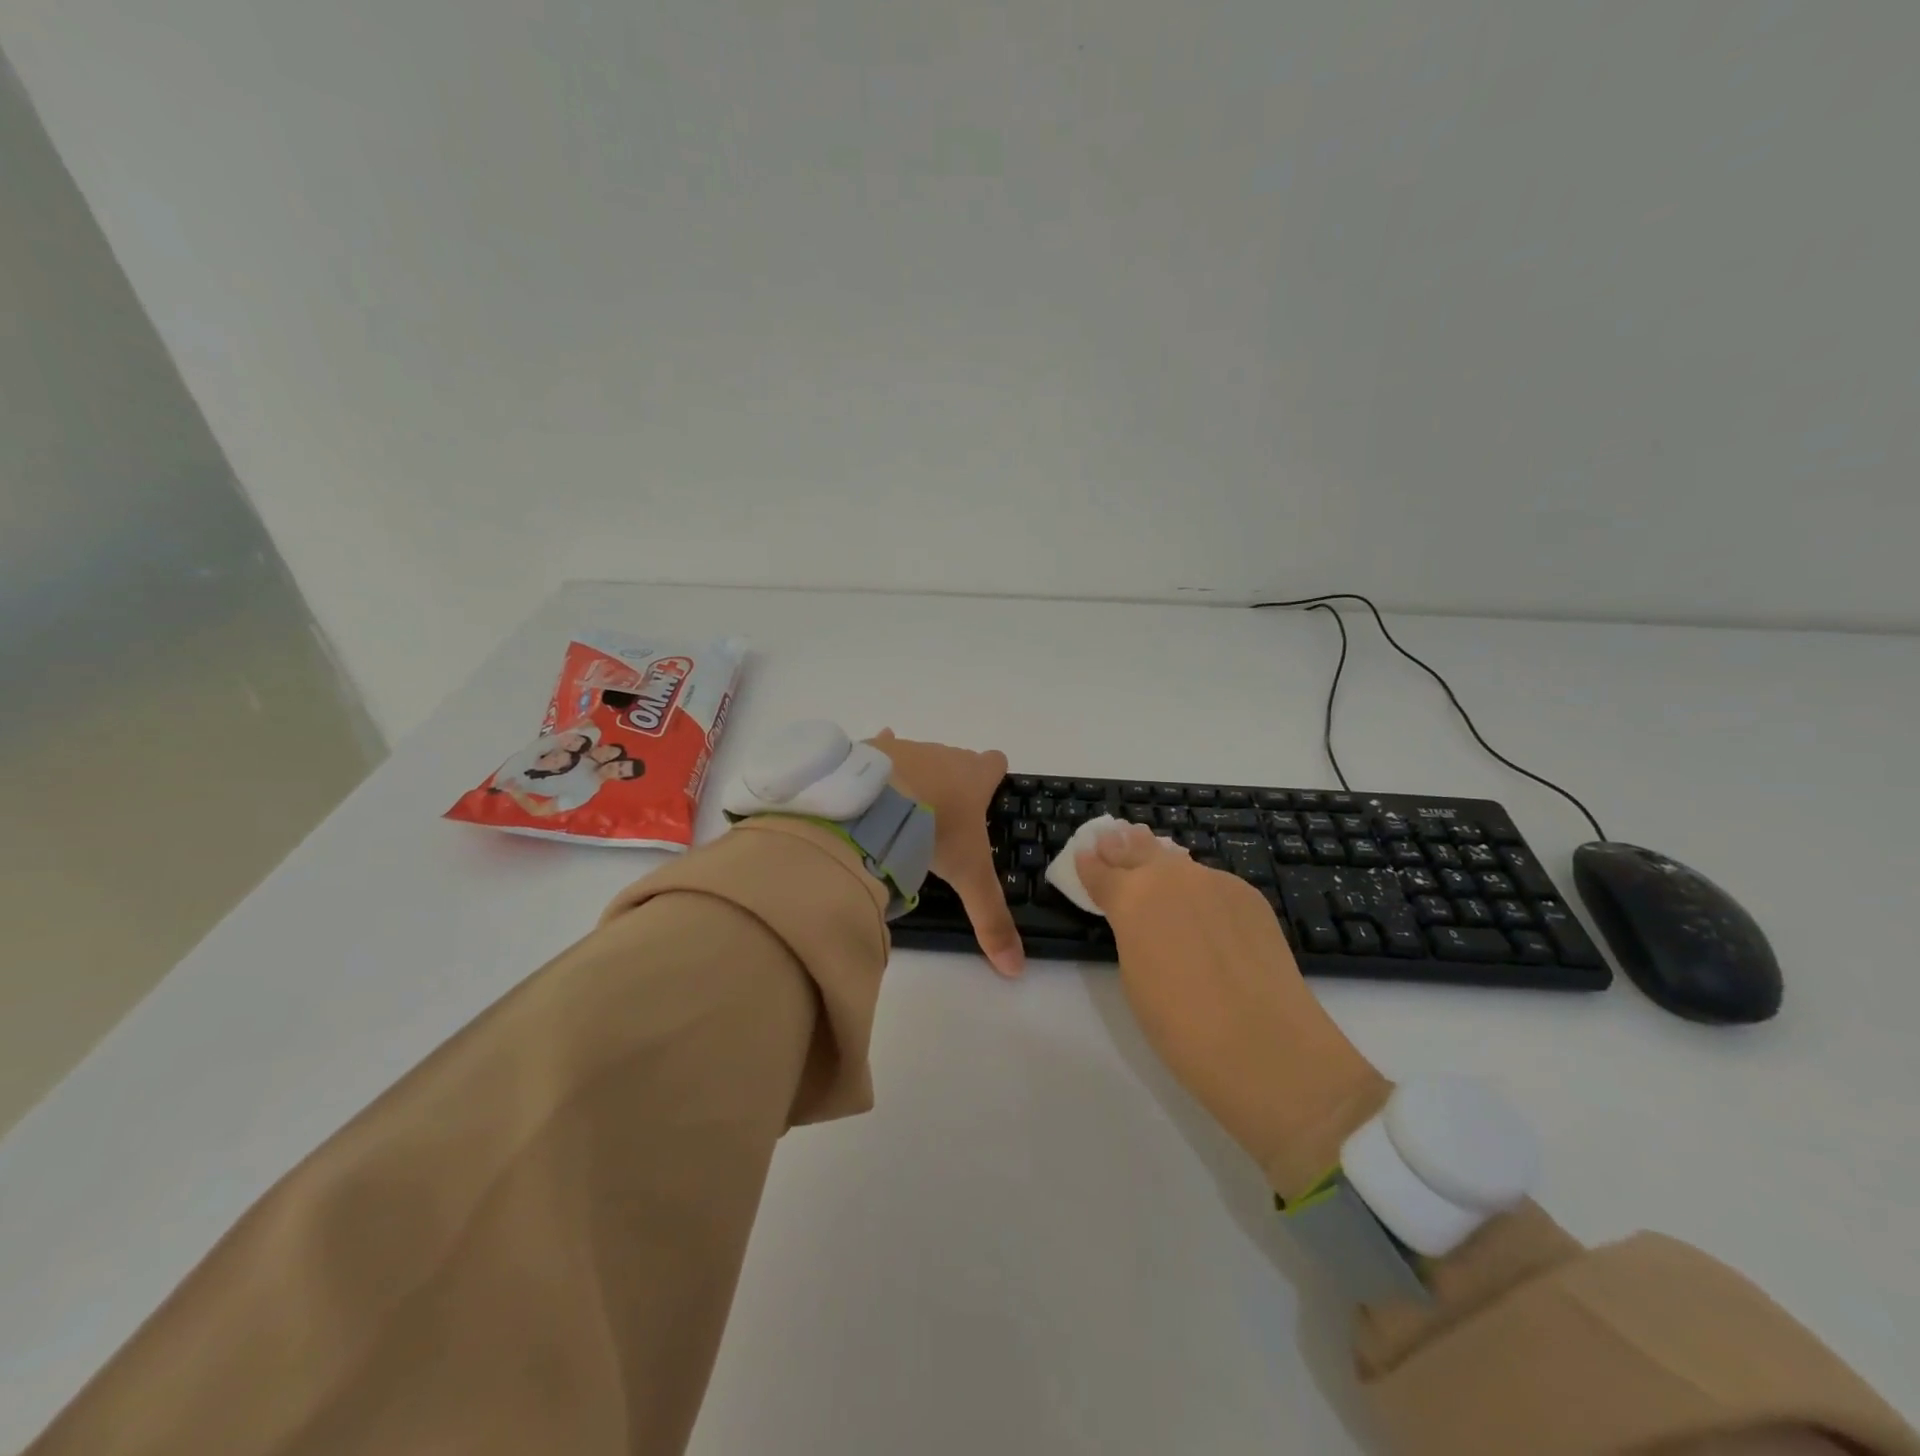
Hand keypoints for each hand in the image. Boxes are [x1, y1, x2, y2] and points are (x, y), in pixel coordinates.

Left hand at [867, 731, 1023, 977]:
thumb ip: (991, 918)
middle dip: (952, 782)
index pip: (996, 763)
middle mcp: (944, 755)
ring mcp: (908, 749)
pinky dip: (878, 763)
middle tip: (943, 819)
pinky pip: (880, 749)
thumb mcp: (967, 877)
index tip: (988, 795)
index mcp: (973, 777)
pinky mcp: (873, 750)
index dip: (994, 776)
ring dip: (915, 778)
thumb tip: (1016, 969)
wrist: (878, 804)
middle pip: (956, 761)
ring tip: (901, 814)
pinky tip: (870, 782)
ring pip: (919, 758)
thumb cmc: (934, 831)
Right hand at [1075, 823, 1388, 1198]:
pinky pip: (1212, 881)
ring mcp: (1214, 881)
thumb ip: (1131, 932)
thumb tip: (1139, 915)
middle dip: (1122, 846)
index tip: (1083, 854)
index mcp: (1131, 897)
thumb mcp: (1134, 974)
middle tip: (1112, 836)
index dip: (1089, 864)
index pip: (1101, 872)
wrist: (1263, 1043)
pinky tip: (1198, 896)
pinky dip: (1198, 884)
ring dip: (1159, 855)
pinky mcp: (1249, 895)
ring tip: (1148, 847)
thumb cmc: (1180, 1024)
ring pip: (1178, 860)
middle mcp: (1170, 876)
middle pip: (1139, 851)